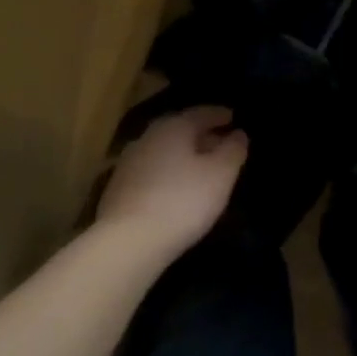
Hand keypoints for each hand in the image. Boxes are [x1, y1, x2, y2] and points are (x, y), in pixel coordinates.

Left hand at [96, 106, 247, 255]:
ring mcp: (129, 163)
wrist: (128, 242)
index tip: (233, 117)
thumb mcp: (221, 174)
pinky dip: (169, 172)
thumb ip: (233, 151)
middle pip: (180, 130)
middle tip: (221, 142)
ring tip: (202, 167)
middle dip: (202, 134)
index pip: (201, 113)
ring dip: (184, 155)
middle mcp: (148, 137)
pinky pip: (152, 171)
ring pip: (164, 151)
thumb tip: (238, 135)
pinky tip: (177, 188)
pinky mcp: (118, 189)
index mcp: (173, 127)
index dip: (219, 115)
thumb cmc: (182, 201)